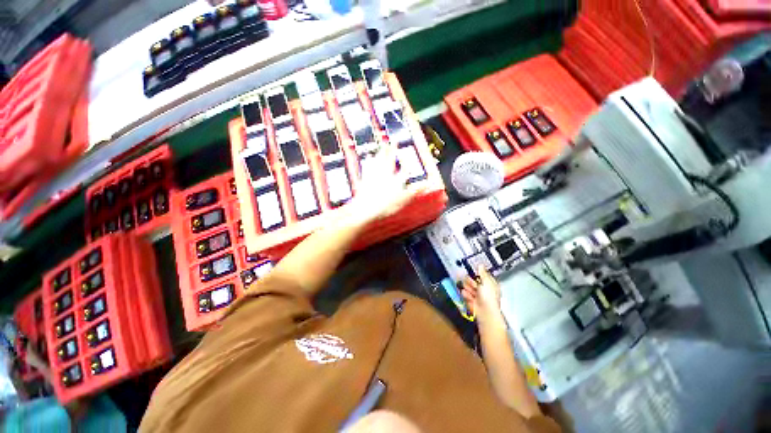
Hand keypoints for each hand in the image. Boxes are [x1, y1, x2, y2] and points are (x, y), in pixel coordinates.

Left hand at [345, 144, 421, 224]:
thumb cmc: (385, 207)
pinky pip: (368, 167)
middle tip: (393, 142)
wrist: (366, 209)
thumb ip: (414, 192)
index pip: (403, 170)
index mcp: (395, 181)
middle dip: (392, 151)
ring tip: (383, 146)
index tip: (409, 158)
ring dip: (381, 153)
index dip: (407, 163)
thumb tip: (425, 185)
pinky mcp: (365, 180)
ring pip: (378, 161)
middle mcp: (385, 176)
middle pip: (389, 161)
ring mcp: (374, 177)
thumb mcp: (403, 201)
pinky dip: (369, 161)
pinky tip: (368, 157)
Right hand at [461, 266, 502, 321]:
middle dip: (471, 281)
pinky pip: (465, 293)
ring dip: (468, 288)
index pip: (481, 274)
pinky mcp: (470, 299)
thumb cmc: (489, 297)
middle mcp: (483, 288)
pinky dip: (466, 294)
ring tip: (472, 292)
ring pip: (467, 285)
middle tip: (474, 284)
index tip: (472, 270)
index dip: (476, 273)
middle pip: (472, 279)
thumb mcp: (487, 282)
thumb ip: (482, 273)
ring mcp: (476, 294)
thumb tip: (480, 265)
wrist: (485, 312)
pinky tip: (469, 297)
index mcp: (490, 283)